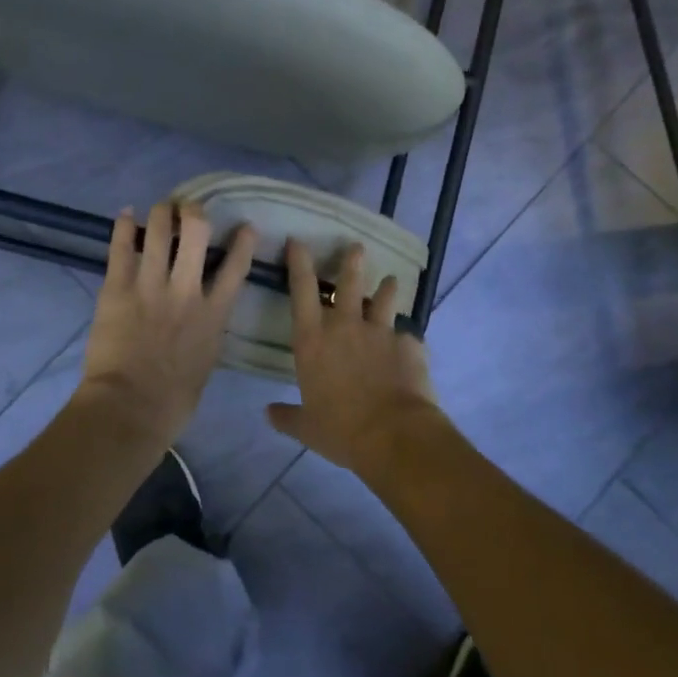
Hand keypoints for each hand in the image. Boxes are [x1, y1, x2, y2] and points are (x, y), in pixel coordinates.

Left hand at [79, 201, 256, 445]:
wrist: (130, 408)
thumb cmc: (174, 399)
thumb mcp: (206, 361)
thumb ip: (208, 330)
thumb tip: (204, 317)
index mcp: (213, 314)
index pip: (236, 266)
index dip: (243, 241)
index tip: (245, 226)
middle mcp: (186, 290)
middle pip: (196, 233)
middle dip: (195, 212)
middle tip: (190, 210)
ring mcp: (150, 286)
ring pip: (158, 231)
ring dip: (162, 212)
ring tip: (162, 208)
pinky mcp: (117, 288)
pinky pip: (120, 248)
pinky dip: (122, 226)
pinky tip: (125, 214)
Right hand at [266, 240, 438, 473]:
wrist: (394, 435)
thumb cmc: (341, 429)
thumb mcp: (306, 428)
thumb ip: (286, 416)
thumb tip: (268, 413)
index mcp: (312, 340)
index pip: (302, 290)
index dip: (299, 263)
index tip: (298, 241)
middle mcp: (345, 326)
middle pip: (348, 283)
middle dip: (351, 262)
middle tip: (356, 247)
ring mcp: (380, 332)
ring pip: (383, 299)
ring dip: (386, 288)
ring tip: (391, 280)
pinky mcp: (408, 345)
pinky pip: (406, 335)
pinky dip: (405, 337)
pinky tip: (409, 344)